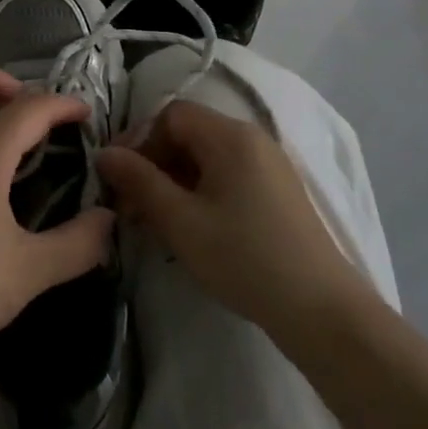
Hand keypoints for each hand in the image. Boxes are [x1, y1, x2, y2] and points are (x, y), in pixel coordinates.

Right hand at [95, 100, 369, 345]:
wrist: (323, 313)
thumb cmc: (244, 258)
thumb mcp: (180, 221)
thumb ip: (138, 181)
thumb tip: (104, 153)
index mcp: (230, 136)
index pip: (170, 115)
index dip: (139, 140)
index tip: (118, 177)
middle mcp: (252, 140)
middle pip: (188, 135)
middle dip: (153, 164)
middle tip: (130, 205)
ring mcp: (269, 167)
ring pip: (205, 159)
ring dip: (173, 182)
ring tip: (155, 222)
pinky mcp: (277, 194)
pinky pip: (226, 177)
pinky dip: (199, 193)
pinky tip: (190, 229)